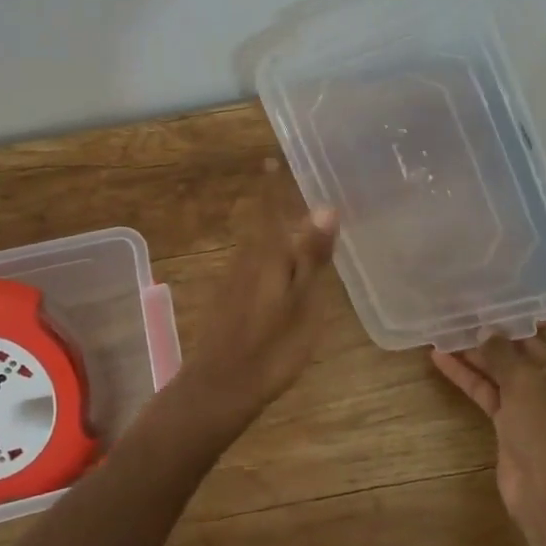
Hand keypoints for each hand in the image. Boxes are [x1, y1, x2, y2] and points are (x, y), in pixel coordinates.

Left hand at [176, 164, 338, 434]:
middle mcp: (246, 260)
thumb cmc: (270, 347)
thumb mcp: (302, 302)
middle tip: (300, 190)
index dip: (272, 185)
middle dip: (278, 207)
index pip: (269, 208)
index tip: (270, 158)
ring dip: (276, 232)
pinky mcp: (230, 301)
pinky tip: (284, 270)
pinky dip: (272, 257)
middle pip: (264, 225)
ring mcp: (235, 281)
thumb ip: (312, 255)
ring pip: (259, 246)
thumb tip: (325, 207)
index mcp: (266, 255)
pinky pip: (255, 265)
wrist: (220, 387)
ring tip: (300, 227)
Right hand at [432, 319, 545, 545]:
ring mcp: (534, 403)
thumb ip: (502, 352)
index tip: (526, 307)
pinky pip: (490, 390)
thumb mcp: (525, 382)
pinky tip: (440, 359)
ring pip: (506, 369)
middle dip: (505, 331)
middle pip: (534, 348)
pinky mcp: (512, 421)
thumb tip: (486, 331)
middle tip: (473, 310)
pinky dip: (469, 376)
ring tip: (448, 330)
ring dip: (480, 352)